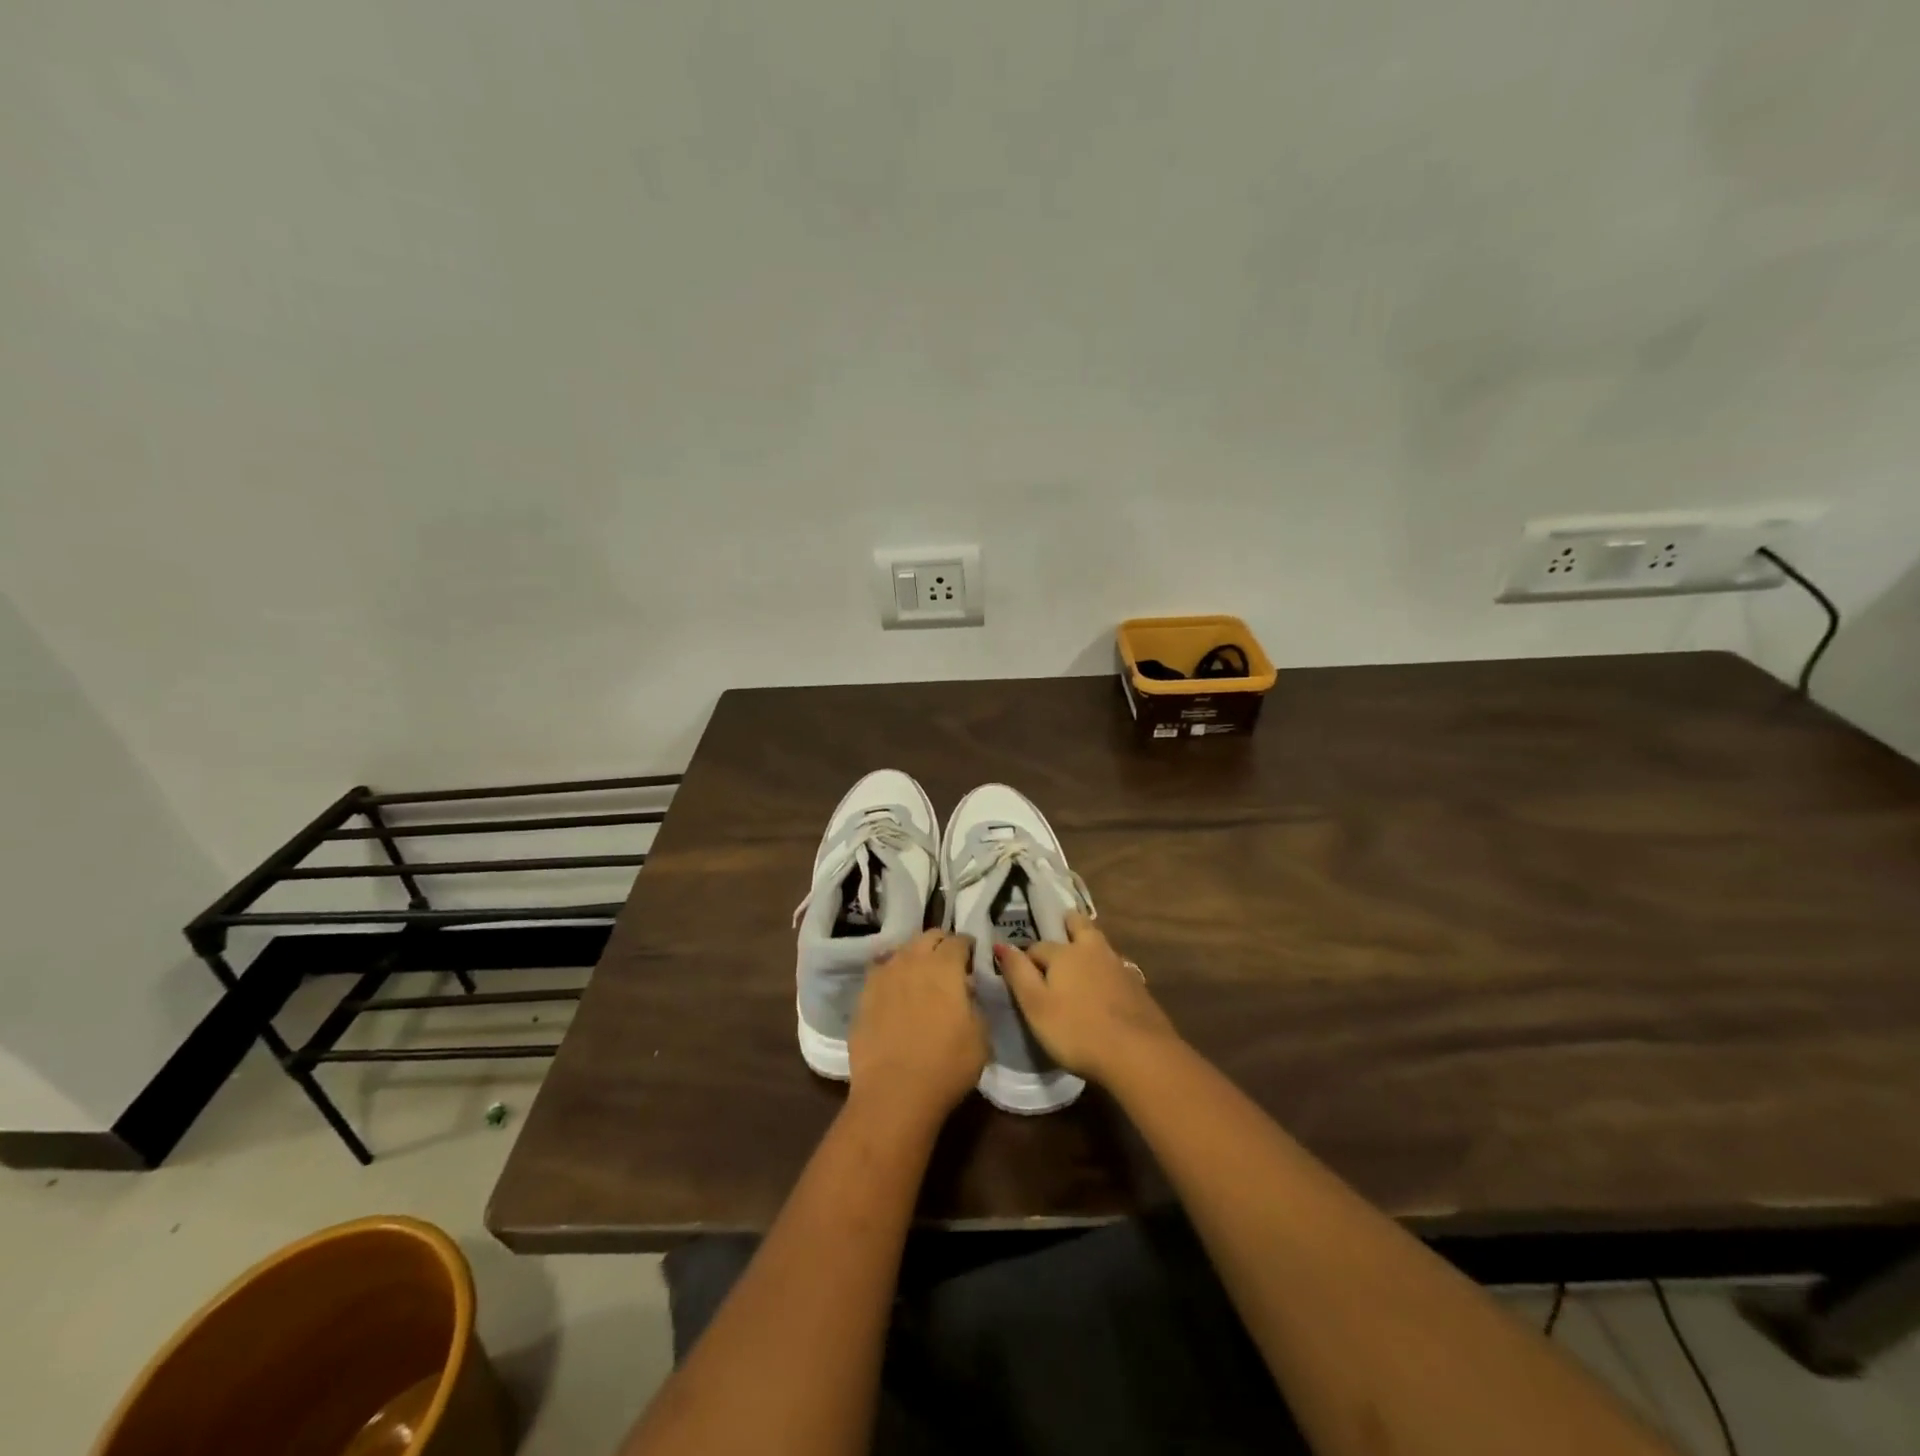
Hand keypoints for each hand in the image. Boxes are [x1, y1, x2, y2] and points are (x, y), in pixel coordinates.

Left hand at [848, 929, 988, 1126]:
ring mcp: (884, 975)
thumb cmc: (946, 1065)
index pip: (959, 940)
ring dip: (916, 956)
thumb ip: (975, 1003)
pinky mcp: (864, 994)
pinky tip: (896, 989)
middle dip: (942, 944)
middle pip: (929, 936)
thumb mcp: (981, 1036)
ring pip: (903, 950)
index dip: (968, 946)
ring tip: (921, 974)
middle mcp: (913, 960)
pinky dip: (892, 973)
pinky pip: (881, 971)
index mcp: (945, 966)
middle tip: (949, 962)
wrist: (894, 1093)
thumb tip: (965, 989)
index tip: (972, 956)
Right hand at [994, 913, 1180, 1085]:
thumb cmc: (1077, 1031)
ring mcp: (1118, 966)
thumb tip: (1000, 944)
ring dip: (1089, 943)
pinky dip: (1106, 968)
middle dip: (1067, 924)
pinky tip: (1105, 984)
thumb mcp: (1035, 1006)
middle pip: (1078, 925)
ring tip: (1081, 955)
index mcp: (1064, 953)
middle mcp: (1092, 950)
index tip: (1022, 972)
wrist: (1138, 1053)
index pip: (1038, 946)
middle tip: (1060, 928)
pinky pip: (1115, 966)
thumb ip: (1018, 973)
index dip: (1027, 958)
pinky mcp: (1137, 986)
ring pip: (1099, 944)